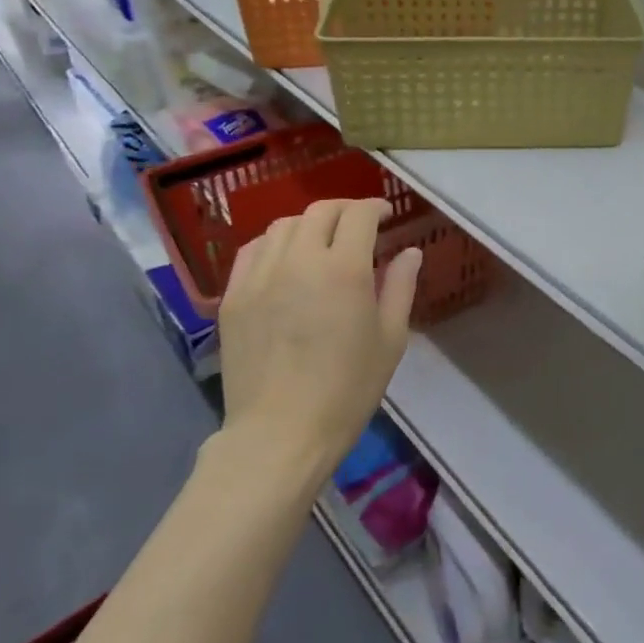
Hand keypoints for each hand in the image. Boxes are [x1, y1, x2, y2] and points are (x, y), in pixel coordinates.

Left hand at [217, 198, 422, 475]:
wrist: (280, 434)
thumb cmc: (347, 390)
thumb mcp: (390, 340)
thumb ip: (400, 287)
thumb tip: (409, 251)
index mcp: (344, 269)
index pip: (359, 215)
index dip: (375, 208)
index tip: (386, 216)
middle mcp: (300, 260)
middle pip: (321, 211)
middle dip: (345, 210)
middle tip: (358, 226)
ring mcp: (261, 275)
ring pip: (284, 225)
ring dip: (309, 224)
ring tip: (321, 242)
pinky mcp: (234, 295)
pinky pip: (253, 250)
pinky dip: (274, 243)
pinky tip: (284, 260)